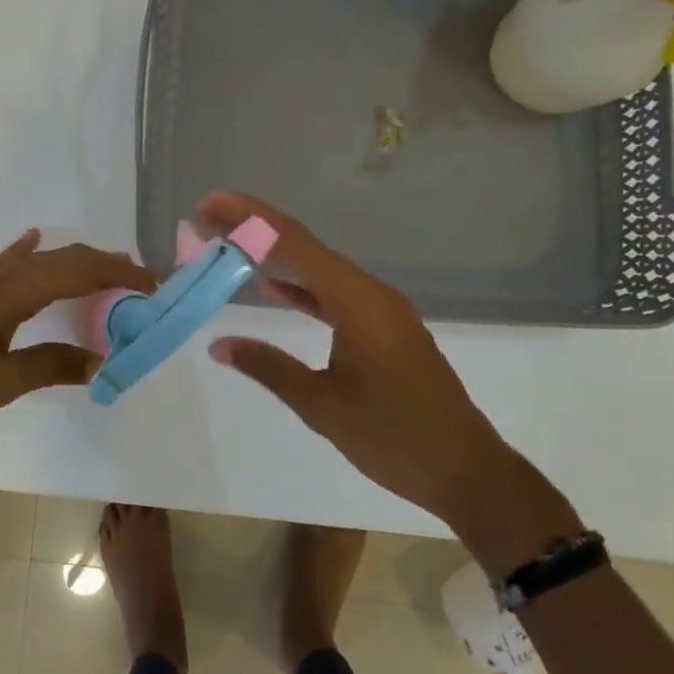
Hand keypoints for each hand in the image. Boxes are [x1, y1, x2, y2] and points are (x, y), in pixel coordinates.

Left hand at [0, 229, 154, 452]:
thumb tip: (100, 360)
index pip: (76, 271)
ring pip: (36, 262)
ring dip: (75, 262)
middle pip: (60, 259)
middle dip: (104, 265)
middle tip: (141, 283)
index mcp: (7, 295)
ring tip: (107, 271)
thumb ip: (48, 366)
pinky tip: (31, 241)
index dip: (118, 274)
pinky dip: (28, 253)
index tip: (153, 287)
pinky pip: (6, 266)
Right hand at [199, 191, 580, 568]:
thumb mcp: (322, 404)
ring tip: (232, 244)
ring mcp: (382, 310)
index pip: (294, 243)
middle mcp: (371, 293)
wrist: (466, 471)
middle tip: (208, 218)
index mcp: (357, 301)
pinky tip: (274, 289)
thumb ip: (269, 367)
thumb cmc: (393, 436)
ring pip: (320, 269)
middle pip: (305, 246)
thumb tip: (219, 345)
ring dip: (276, 255)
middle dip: (256, 228)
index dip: (249, 218)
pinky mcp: (386, 329)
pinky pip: (335, 294)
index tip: (211, 203)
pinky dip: (303, 288)